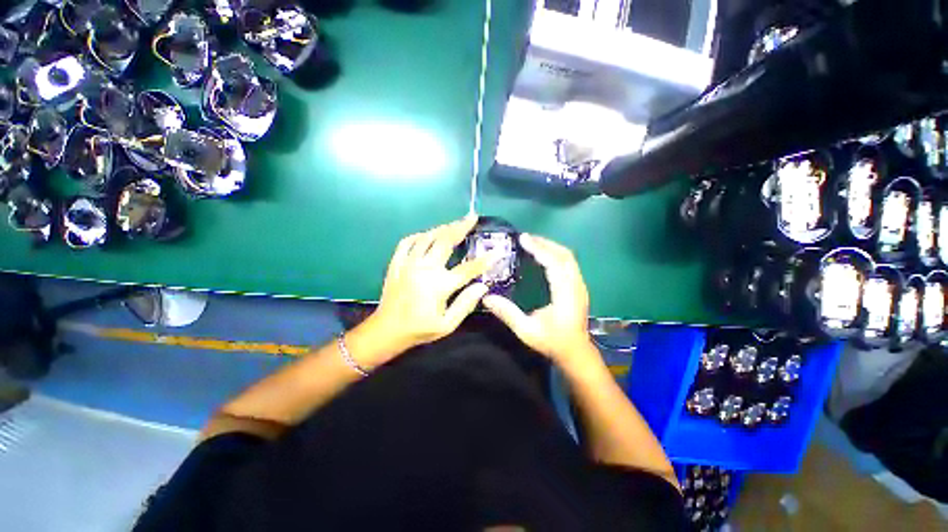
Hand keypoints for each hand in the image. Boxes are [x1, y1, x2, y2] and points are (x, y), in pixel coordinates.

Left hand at [367, 215, 493, 354]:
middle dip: (461, 227)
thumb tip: (483, 286)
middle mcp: (425, 269)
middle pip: (446, 241)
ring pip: (427, 237)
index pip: (468, 268)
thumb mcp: (447, 325)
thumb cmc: (419, 329)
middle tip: (472, 217)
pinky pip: (407, 242)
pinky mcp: (396, 263)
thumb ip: (465, 304)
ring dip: (442, 228)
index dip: (485, 260)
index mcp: (439, 285)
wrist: (387, 330)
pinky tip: (427, 234)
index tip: (497, 251)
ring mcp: (408, 263)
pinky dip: (419, 235)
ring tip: (454, 224)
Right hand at [483, 234, 596, 367]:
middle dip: (545, 243)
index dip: (539, 249)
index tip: (523, 239)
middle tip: (526, 238)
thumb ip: (507, 314)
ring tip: (533, 243)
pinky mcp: (579, 288)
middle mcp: (576, 286)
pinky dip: (556, 255)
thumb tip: (486, 298)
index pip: (554, 263)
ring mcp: (580, 286)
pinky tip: (544, 256)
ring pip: (569, 258)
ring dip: (551, 247)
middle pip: (564, 255)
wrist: (576, 353)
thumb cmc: (552, 342)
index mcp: (565, 294)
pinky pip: (569, 264)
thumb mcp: (526, 331)